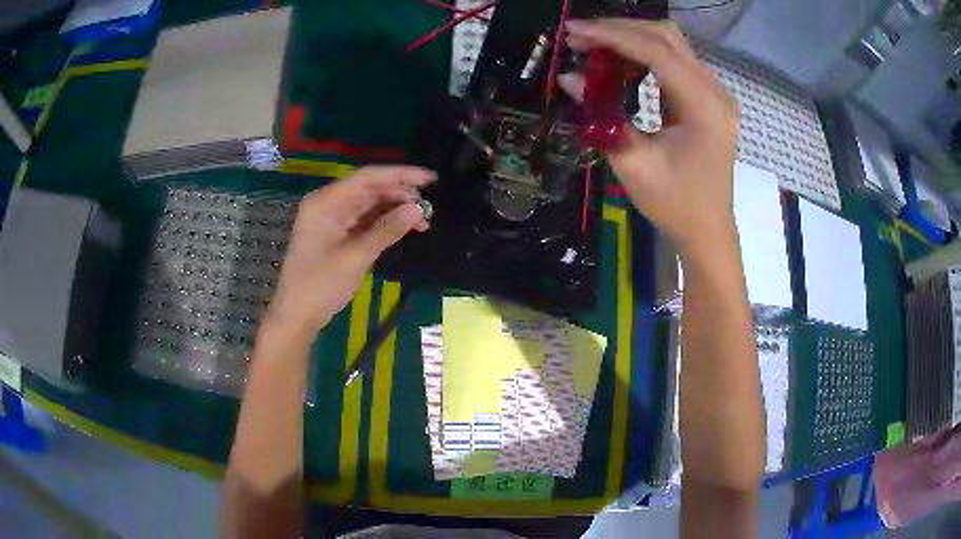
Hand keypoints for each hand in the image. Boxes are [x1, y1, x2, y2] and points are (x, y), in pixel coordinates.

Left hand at [266, 166, 433, 336]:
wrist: (297, 316)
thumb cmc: (320, 285)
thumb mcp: (356, 256)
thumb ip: (387, 230)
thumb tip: (418, 209)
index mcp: (326, 201)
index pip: (367, 177)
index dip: (400, 175)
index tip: (430, 179)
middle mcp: (328, 203)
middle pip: (369, 188)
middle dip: (399, 194)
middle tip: (428, 207)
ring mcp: (332, 219)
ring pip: (370, 204)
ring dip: (395, 209)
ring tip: (422, 221)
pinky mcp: (337, 235)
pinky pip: (365, 220)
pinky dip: (385, 223)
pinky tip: (405, 228)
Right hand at [561, 19, 739, 255]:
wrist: (707, 230)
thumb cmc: (675, 206)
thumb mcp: (634, 165)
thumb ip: (602, 117)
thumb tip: (569, 79)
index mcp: (705, 108)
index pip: (657, 52)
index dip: (613, 36)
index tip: (573, 32)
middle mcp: (716, 92)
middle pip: (667, 37)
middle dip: (620, 30)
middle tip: (579, 37)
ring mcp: (715, 93)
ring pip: (671, 44)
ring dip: (631, 39)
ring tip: (593, 47)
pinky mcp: (708, 98)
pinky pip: (675, 62)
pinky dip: (644, 55)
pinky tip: (620, 63)